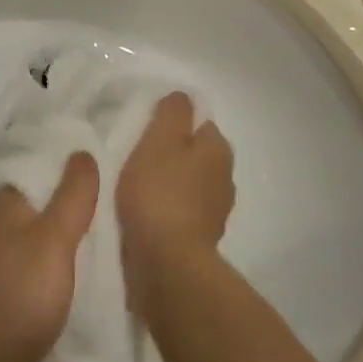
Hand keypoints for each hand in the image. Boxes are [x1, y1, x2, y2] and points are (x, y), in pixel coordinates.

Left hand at [0, 152, 99, 361]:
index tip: (106, 173)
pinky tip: (57, 283)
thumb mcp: (53, 244)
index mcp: (4, 206)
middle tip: (109, 213)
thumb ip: (71, 199)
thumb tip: (81, 150)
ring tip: (92, 248)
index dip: (69, 170)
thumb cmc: (13, 302)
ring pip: (24, 240)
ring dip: (51, 241)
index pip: (39, 170)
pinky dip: (38, 270)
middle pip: (32, 207)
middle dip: (63, 207)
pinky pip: (17, 269)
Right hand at [117, 94, 234, 314]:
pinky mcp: (202, 238)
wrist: (167, 263)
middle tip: (137, 159)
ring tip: (137, 190)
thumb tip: (183, 98)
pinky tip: (146, 215)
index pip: (199, 123)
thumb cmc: (159, 193)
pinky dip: (168, 210)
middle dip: (172, 155)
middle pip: (196, 155)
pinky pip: (182, 212)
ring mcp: (216, 211)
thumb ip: (172, 113)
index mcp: (218, 149)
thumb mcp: (159, 140)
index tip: (146, 132)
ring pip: (190, 184)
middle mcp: (225, 177)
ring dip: (170, 185)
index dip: (173, 124)